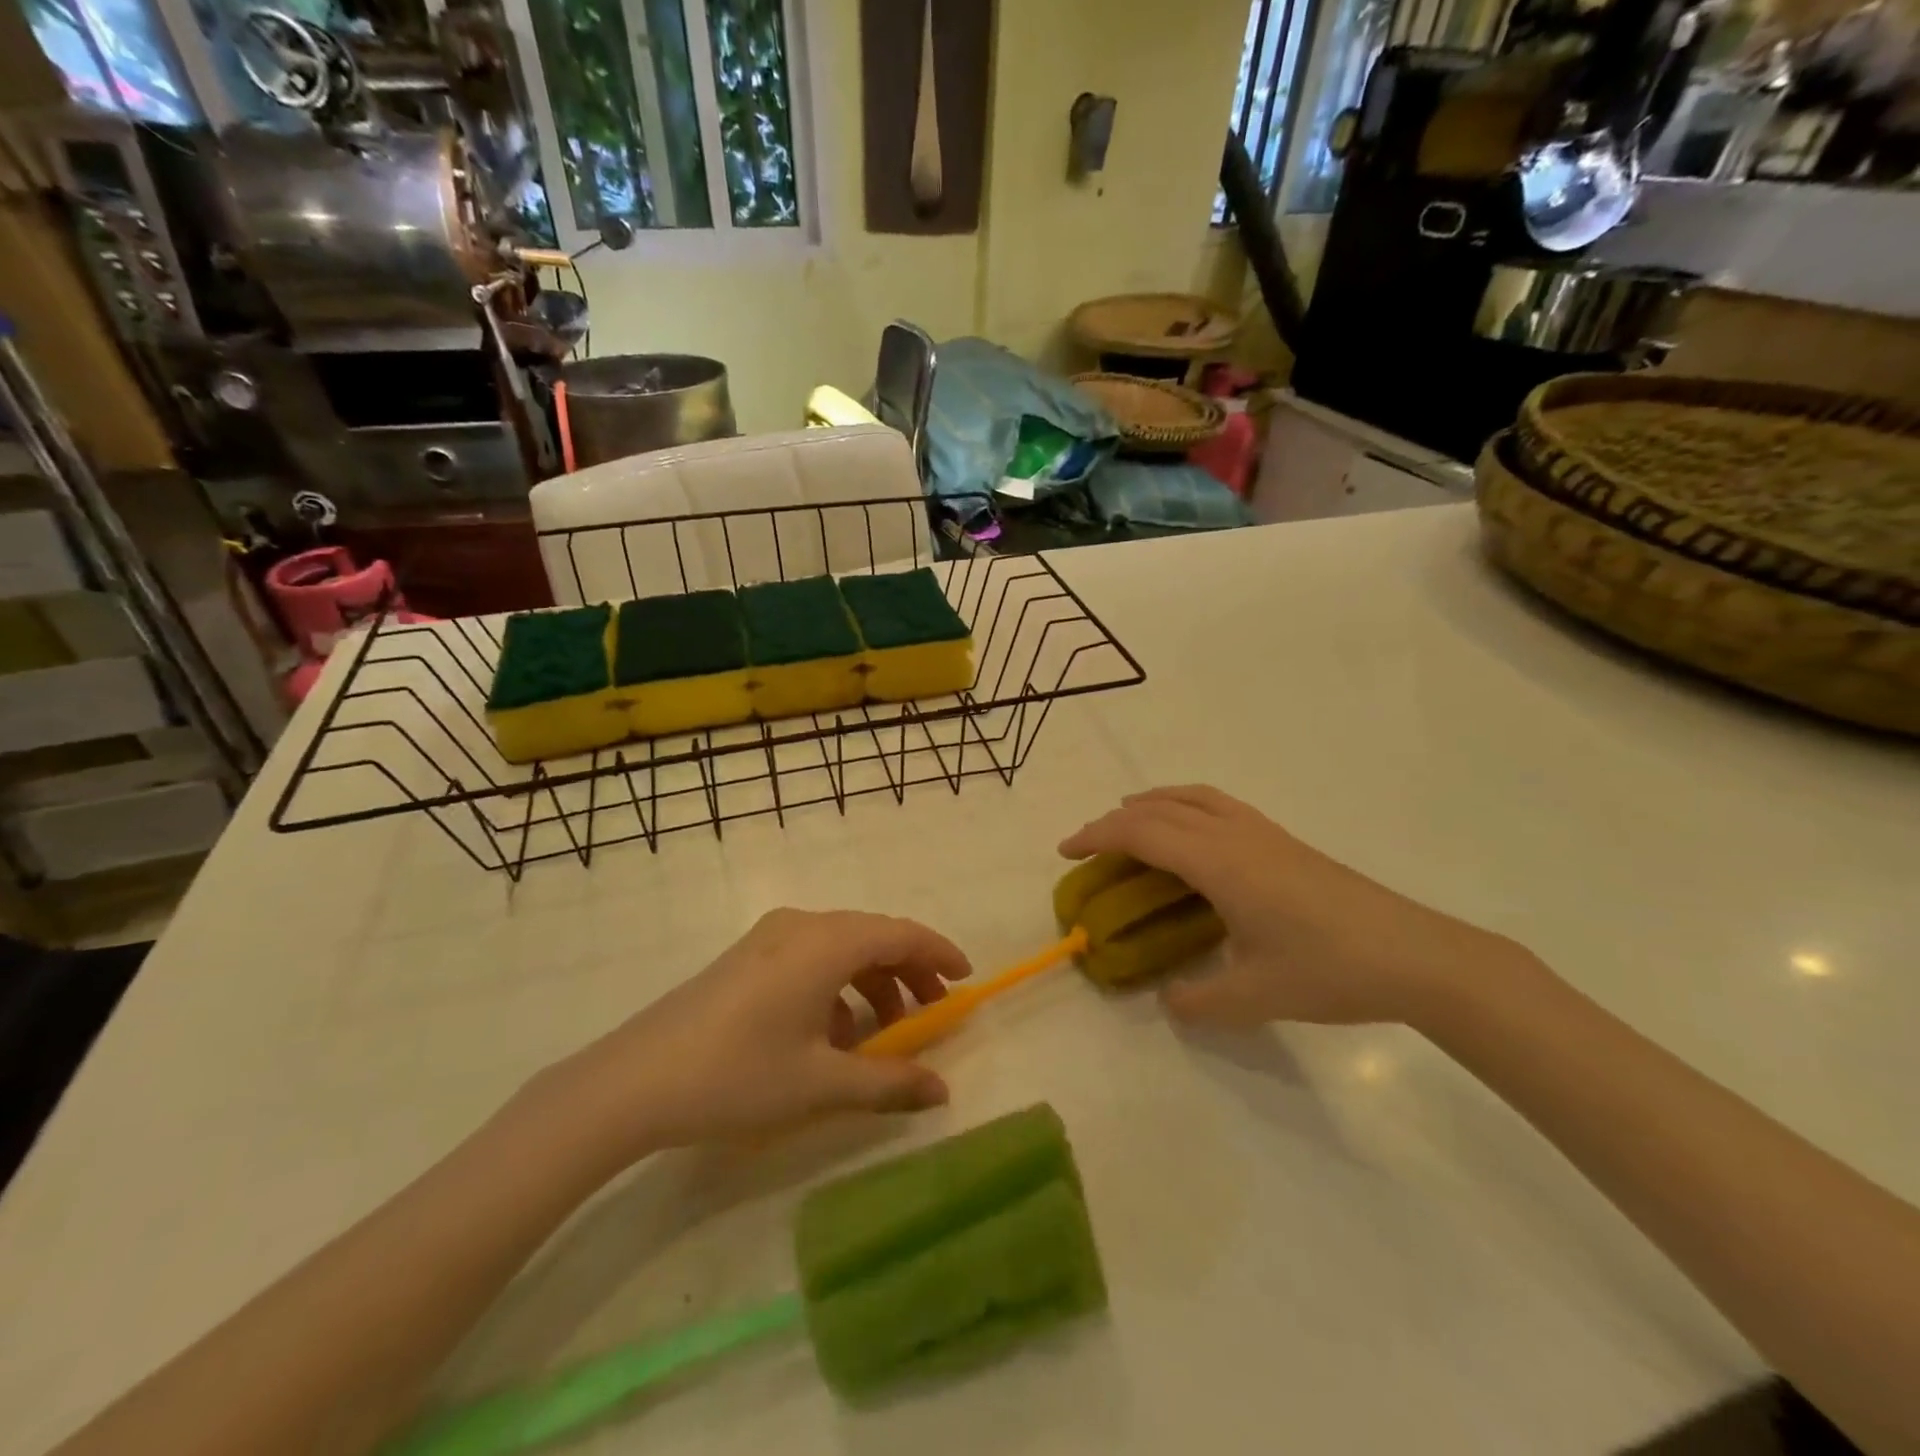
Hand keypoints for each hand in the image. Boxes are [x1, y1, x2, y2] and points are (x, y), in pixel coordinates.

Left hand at [547, 909, 971, 1160]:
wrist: (633, 1082)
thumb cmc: (738, 1075)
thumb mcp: (821, 1084)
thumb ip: (890, 1084)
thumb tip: (943, 1092)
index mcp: (825, 943)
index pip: (900, 933)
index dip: (938, 953)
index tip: (966, 979)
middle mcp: (801, 925)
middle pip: (872, 936)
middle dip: (908, 972)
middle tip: (933, 1012)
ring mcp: (769, 938)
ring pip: (841, 948)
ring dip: (872, 983)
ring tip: (885, 1034)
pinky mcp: (746, 957)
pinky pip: (810, 958)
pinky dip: (836, 987)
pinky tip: (832, 1036)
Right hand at [1059, 785, 1529, 1028]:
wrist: (1416, 954)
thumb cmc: (1330, 971)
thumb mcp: (1255, 997)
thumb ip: (1198, 1001)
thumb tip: (1167, 1001)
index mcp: (1219, 863)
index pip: (1143, 833)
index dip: (1098, 836)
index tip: (1066, 851)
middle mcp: (1235, 835)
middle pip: (1160, 808)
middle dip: (1115, 820)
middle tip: (1087, 845)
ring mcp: (1263, 832)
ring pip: (1193, 797)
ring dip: (1152, 802)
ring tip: (1129, 820)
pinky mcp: (1283, 840)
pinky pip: (1217, 805)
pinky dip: (1185, 805)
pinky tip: (1191, 834)